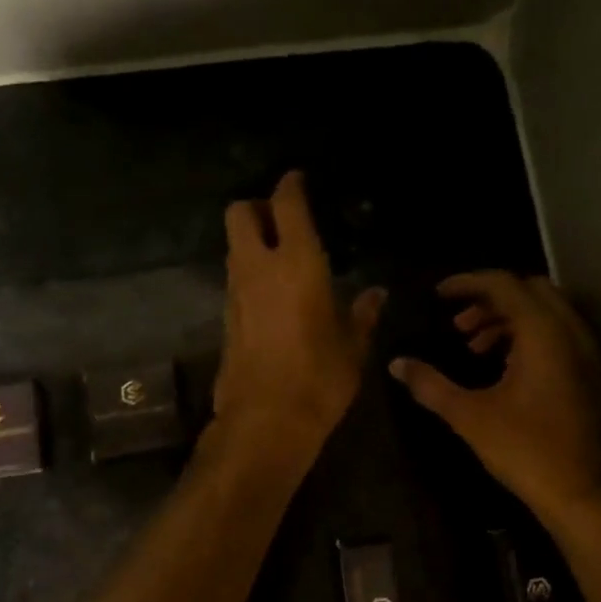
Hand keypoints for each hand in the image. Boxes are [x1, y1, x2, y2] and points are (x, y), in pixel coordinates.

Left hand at [211, 172, 384, 466]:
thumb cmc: (319, 378)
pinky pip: (235, 279)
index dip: (290, 186)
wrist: (265, 421)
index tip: (297, 180)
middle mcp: (258, 268)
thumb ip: (362, 314)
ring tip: (282, 258)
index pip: (286, 204)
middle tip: (283, 221)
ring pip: (234, 247)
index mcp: (296, 263)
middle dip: (257, 207)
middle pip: (239, 213)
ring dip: (252, 242)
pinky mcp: (225, 318)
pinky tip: (273, 294)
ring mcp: (235, 292)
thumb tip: (375, 294)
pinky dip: (249, 274)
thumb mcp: (351, 346)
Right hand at [389, 271, 600, 527]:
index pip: (505, 284)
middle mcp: (571, 332)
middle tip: (457, 322)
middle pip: (529, 290)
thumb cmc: (525, 450)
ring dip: (507, 317)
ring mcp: (586, 351)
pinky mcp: (589, 371)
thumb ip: (430, 384)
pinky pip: (557, 333)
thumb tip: (396, 364)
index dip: (468, 283)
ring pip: (545, 311)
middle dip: (490, 298)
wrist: (581, 492)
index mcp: (543, 334)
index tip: (438, 294)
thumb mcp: (469, 416)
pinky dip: (527, 334)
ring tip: (472, 345)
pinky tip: (500, 364)